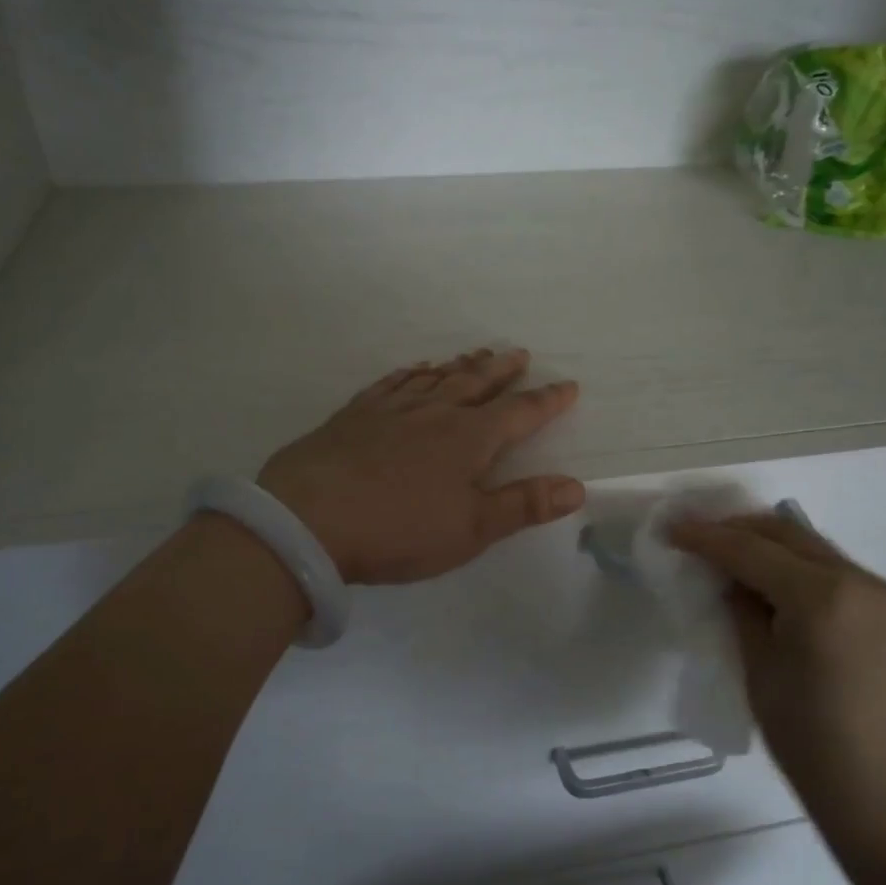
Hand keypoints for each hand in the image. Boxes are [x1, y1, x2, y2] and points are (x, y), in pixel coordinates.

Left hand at [258, 348, 584, 583]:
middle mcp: (434, 412)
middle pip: (476, 383)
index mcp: (469, 439)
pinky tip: (415, 369)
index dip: (547, 400)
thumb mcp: (471, 529)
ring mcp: (392, 409)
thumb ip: (524, 504)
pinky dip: (410, 372)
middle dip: (502, 370)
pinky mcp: (355, 414)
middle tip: (519, 354)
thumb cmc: (399, 530)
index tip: (568, 385)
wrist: (308, 520)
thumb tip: (577, 486)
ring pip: (435, 378)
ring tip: (476, 354)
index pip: (520, 414)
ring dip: (460, 366)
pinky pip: (392, 383)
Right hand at [669, 512, 885, 875]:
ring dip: (770, 545)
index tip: (670, 529)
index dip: (705, 537)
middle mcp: (859, 581)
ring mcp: (885, 598)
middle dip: (738, 529)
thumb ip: (744, 616)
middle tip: (698, 538)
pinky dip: (798, 567)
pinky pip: (836, 572)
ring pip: (814, 548)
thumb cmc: (818, 751)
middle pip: (787, 533)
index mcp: (821, 596)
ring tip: (730, 559)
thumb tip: (733, 584)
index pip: (750, 549)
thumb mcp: (762, 677)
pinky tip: (774, 587)